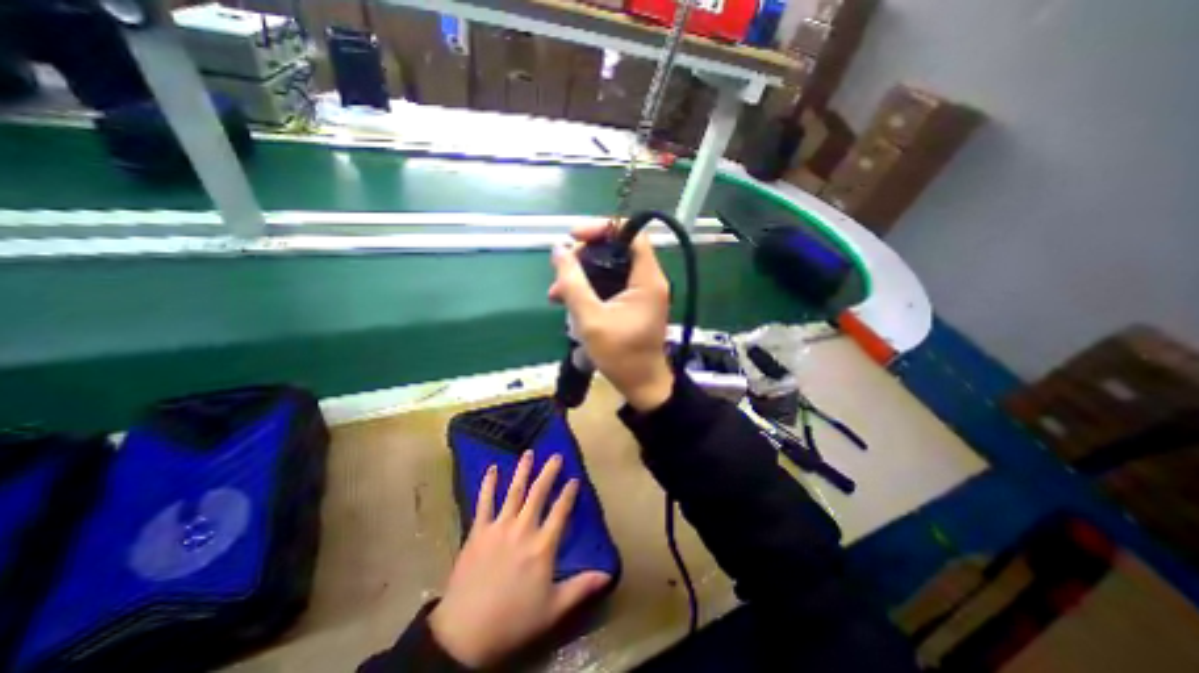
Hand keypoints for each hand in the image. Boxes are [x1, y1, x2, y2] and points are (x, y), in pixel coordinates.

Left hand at [430, 452, 609, 668]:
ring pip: (514, 491)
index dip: (569, 493)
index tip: (575, 479)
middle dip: (549, 473)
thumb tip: (609, 575)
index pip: (561, 511)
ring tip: (528, 453)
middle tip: (555, 456)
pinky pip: (484, 502)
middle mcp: (523, 528)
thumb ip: (581, 587)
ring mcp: (499, 526)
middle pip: (539, 493)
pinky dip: (488, 484)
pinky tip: (492, 469)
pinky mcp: (478, 530)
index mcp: (543, 545)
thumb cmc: (514, 620)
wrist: (465, 633)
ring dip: (522, 470)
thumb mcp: (553, 608)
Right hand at [550, 221, 673, 410]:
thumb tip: (559, 250)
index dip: (602, 228)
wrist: (641, 386)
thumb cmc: (621, 356)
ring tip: (556, 294)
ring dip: (582, 276)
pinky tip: (568, 303)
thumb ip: (573, 283)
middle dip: (584, 257)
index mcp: (647, 279)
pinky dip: (589, 290)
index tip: (575, 237)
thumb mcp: (591, 319)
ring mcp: (640, 293)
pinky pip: (609, 285)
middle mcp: (648, 280)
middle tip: (560, 272)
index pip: (631, 233)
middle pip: (616, 250)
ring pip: (609, 269)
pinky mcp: (632, 304)